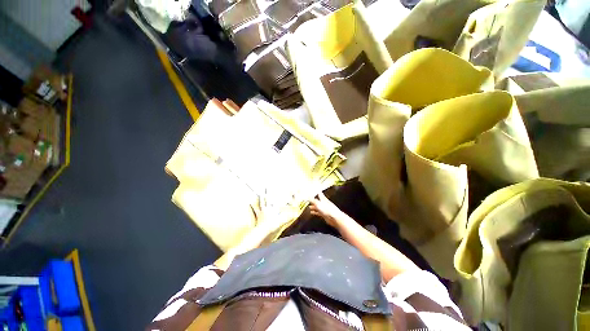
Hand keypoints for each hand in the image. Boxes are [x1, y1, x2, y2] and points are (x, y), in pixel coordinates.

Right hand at [309, 193, 342, 227]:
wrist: (334, 218)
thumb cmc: (327, 209)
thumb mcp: (317, 203)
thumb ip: (312, 200)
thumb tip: (306, 197)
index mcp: (323, 198)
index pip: (319, 193)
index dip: (316, 191)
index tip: (313, 189)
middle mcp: (323, 203)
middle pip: (317, 200)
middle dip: (313, 200)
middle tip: (308, 200)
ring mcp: (324, 209)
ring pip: (317, 207)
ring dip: (313, 207)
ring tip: (309, 207)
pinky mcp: (324, 214)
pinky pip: (318, 212)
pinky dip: (314, 212)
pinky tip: (311, 213)